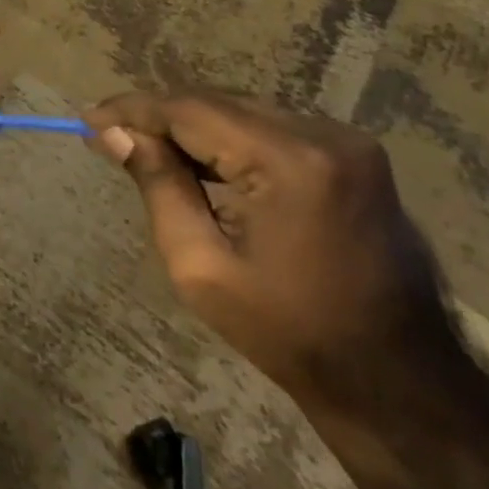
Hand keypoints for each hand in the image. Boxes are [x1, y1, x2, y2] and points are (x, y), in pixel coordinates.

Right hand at [85, 90, 458, 414]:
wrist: (401, 386)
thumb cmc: (291, 335)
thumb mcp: (201, 267)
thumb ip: (157, 186)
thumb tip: (113, 133)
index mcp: (291, 162)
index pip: (190, 111)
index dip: (132, 110)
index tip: (88, 119)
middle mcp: (323, 134)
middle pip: (215, 103)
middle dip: (159, 117)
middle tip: (110, 137)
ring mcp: (346, 141)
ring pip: (241, 110)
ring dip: (191, 126)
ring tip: (146, 149)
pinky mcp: (354, 154)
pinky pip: (270, 127)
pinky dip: (228, 138)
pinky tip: (200, 161)